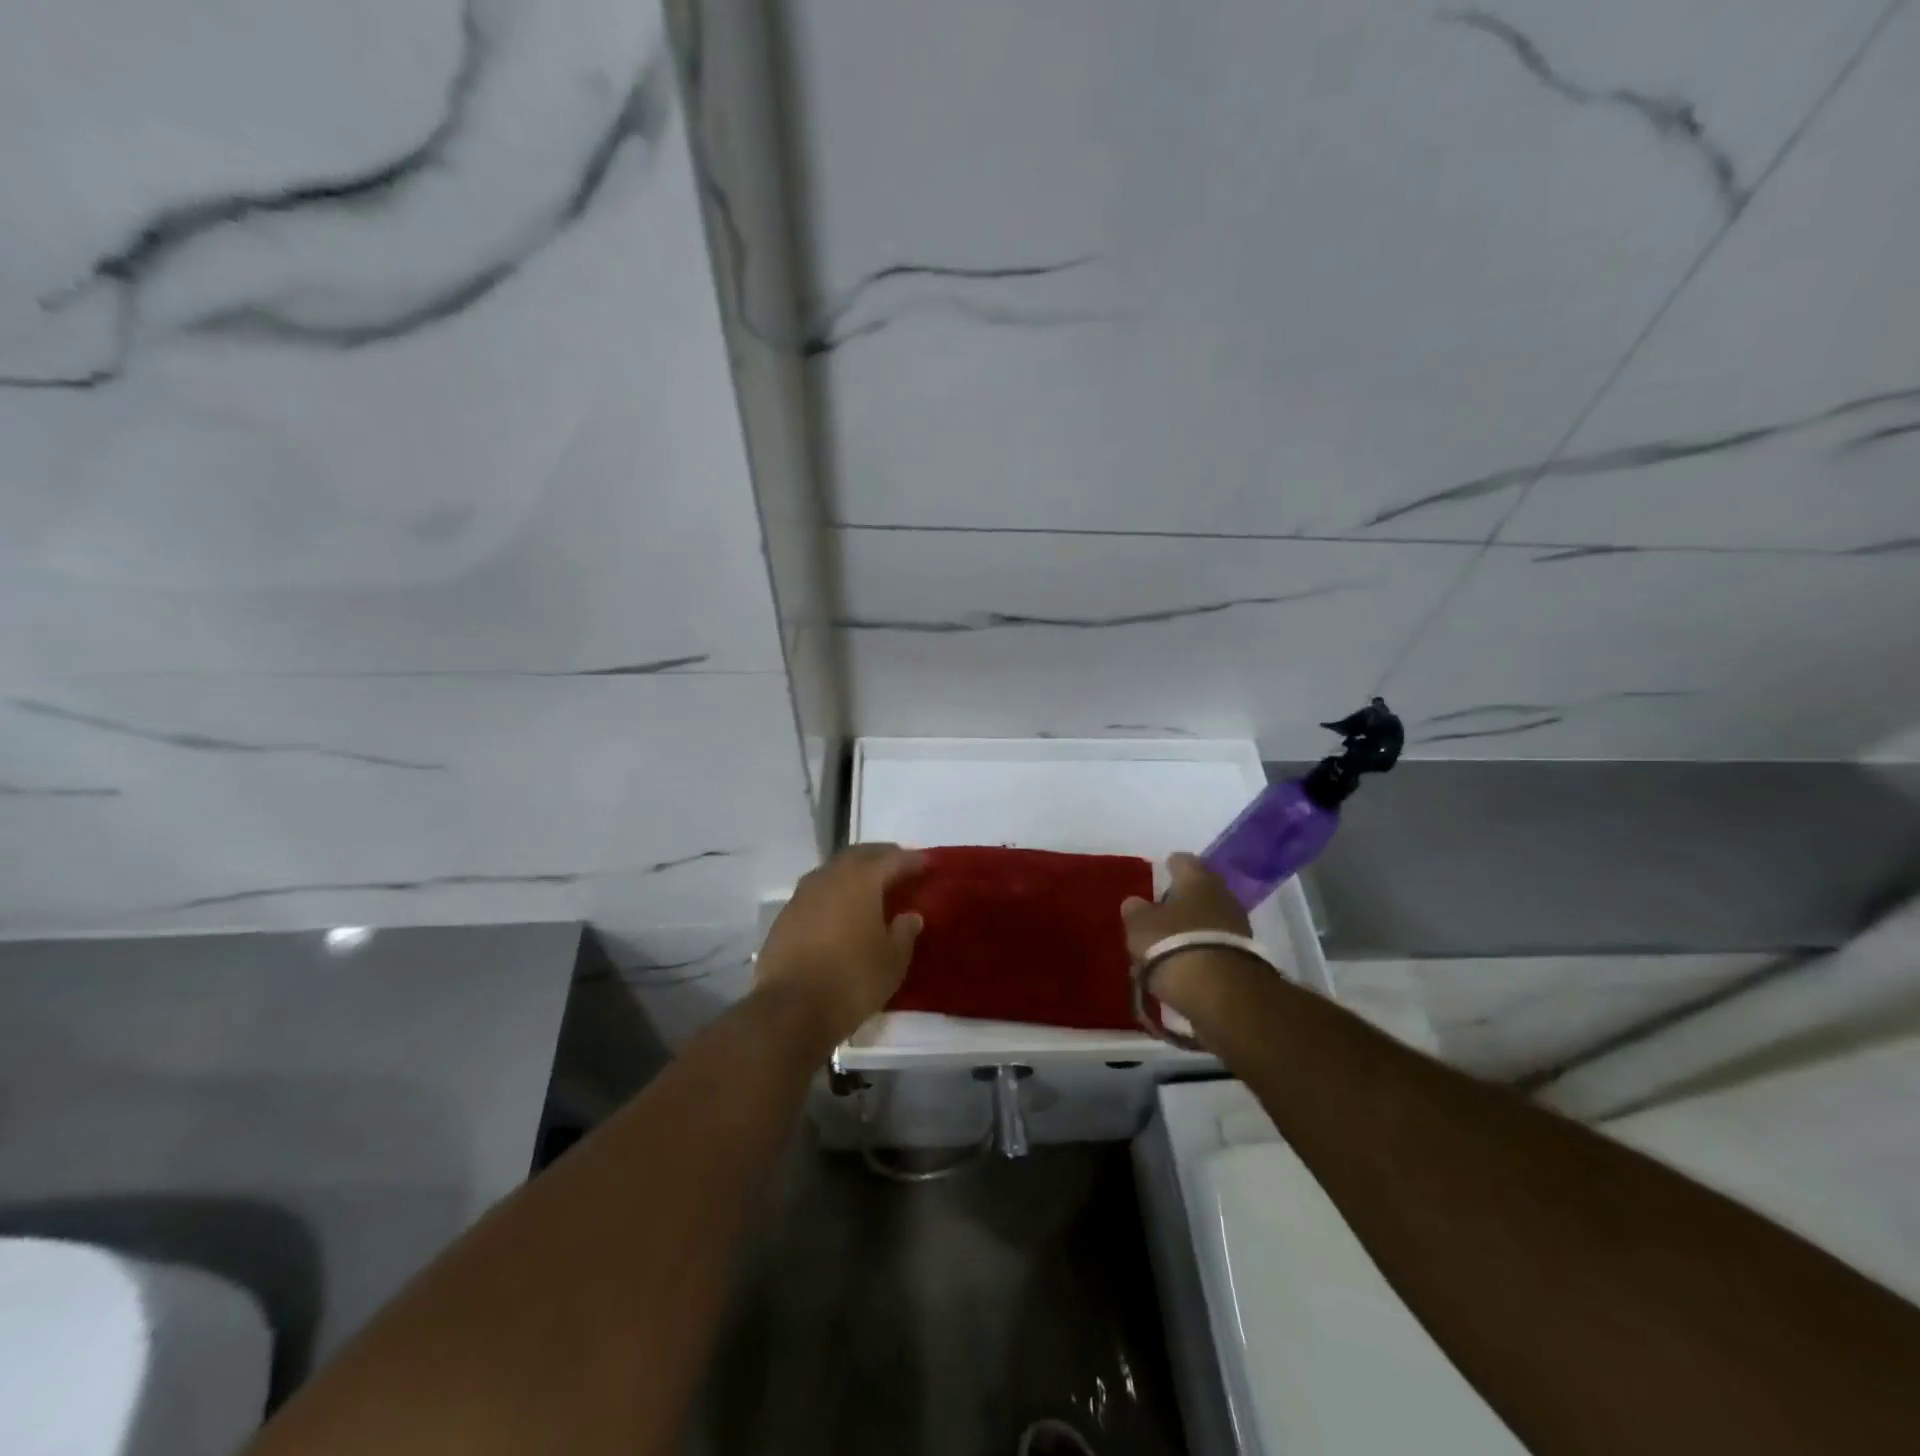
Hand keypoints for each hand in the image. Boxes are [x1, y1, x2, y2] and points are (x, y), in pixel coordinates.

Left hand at [756, 843, 926, 1042]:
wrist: (790, 1009)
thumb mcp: (892, 960)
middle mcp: (830, 877)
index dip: (912, 860)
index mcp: (861, 879)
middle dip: (880, 856)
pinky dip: (833, 892)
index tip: (927, 863)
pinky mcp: (785, 916)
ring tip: (869, 884)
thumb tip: (910, 916)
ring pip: (833, 870)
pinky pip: (816, 892)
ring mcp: (802, 894)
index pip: (892, 859)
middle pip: (859, 855)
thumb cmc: (852, 979)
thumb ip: (905, 932)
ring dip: (853, 871)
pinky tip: (839, 908)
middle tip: (898, 865)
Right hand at [1120, 852, 1256, 1019]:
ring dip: (1195, 924)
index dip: (1171, 865)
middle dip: (1184, 897)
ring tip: (1173, 939)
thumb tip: (1135, 903)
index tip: (1162, 869)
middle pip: (1202, 888)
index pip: (1184, 860)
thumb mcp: (1140, 926)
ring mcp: (1238, 926)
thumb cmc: (1174, 944)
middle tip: (1164, 907)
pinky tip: (1188, 959)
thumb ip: (1135, 910)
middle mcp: (1223, 895)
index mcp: (1197, 879)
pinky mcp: (1245, 956)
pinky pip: (1217, 942)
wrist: (1223, 993)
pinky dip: (1203, 947)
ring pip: (1211, 916)